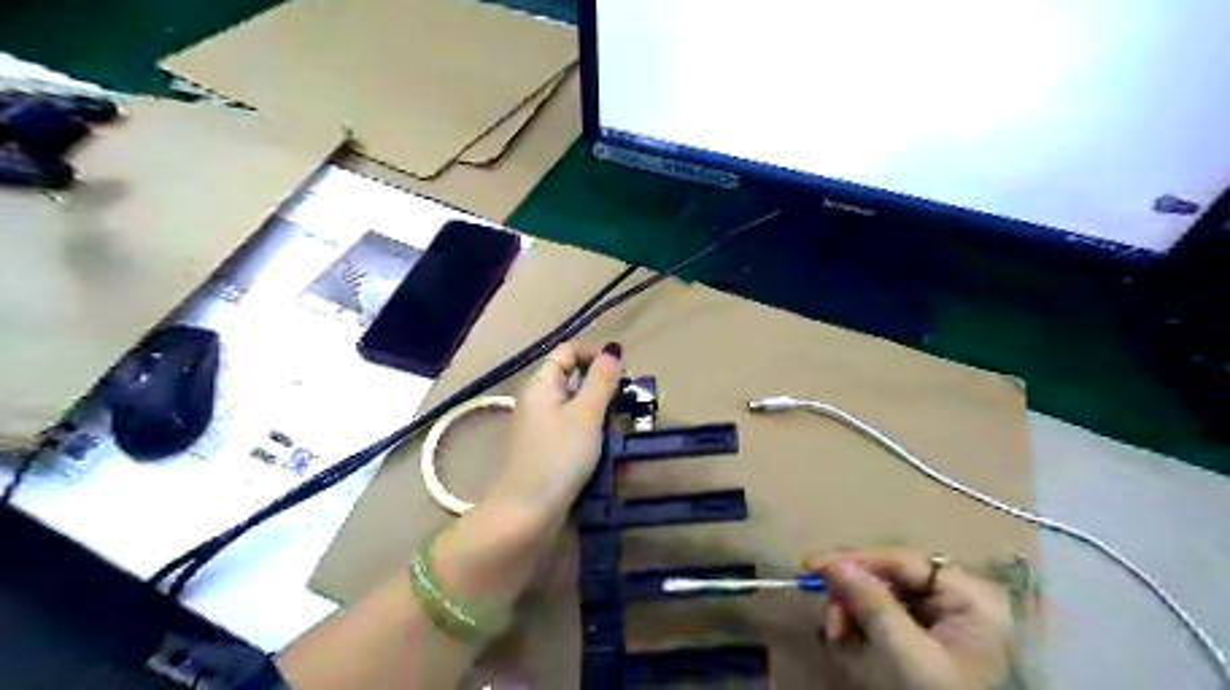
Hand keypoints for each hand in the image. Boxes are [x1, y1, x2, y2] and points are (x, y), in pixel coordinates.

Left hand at [486, 340, 624, 521]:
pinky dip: (594, 439)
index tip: (624, 371)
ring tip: (626, 432)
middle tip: (632, 405)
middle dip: (605, 390)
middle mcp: (539, 403)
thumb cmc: (558, 457)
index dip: (595, 354)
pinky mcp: (549, 455)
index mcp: (542, 385)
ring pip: (579, 412)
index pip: (568, 352)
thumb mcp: (586, 414)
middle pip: (575, 382)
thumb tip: (612, 349)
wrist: (526, 515)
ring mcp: (542, 431)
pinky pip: (576, 436)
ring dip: (603, 417)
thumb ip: (601, 381)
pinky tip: (611, 455)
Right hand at [803, 550, 1014, 689]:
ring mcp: (948, 618)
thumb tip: (834, 563)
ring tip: (835, 635)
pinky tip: (850, 638)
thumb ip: (871, 603)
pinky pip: (890, 614)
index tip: (811, 566)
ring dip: (853, 610)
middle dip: (851, 594)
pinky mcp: (933, 637)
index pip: (900, 560)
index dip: (853, 560)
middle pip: (890, 576)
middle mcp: (960, 597)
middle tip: (828, 619)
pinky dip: (864, 623)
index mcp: (969, 595)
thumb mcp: (905, 654)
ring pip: (885, 594)